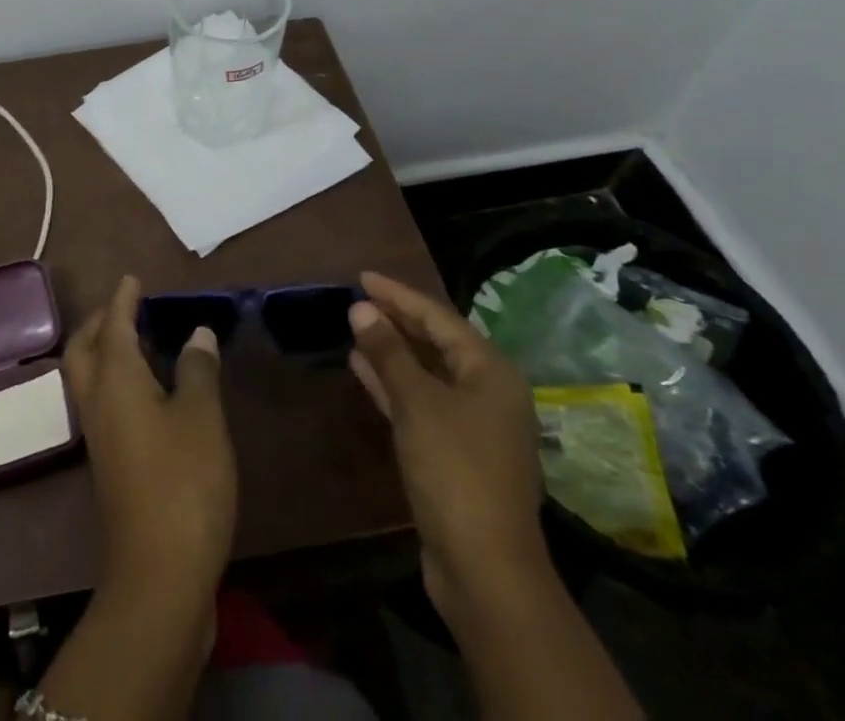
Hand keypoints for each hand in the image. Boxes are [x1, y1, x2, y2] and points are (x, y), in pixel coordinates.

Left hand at [64, 275, 236, 602]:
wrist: (159, 577)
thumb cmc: (183, 483)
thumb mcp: (202, 418)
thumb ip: (198, 370)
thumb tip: (196, 333)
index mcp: (116, 380)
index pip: (113, 325)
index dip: (123, 299)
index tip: (132, 278)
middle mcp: (97, 402)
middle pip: (83, 349)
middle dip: (99, 321)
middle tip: (125, 306)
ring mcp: (98, 437)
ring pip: (88, 377)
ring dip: (103, 350)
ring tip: (136, 340)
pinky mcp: (109, 465)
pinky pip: (102, 402)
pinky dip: (115, 380)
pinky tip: (145, 390)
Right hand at [347, 270, 546, 612]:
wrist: (485, 567)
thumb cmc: (454, 469)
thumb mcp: (416, 402)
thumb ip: (387, 351)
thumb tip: (360, 307)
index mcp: (490, 371)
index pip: (437, 317)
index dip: (398, 294)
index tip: (362, 276)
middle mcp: (487, 391)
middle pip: (436, 342)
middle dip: (396, 320)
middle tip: (357, 300)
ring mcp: (473, 424)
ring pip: (426, 373)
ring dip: (391, 351)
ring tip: (354, 329)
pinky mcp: (455, 452)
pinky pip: (421, 401)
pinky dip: (393, 384)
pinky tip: (362, 370)